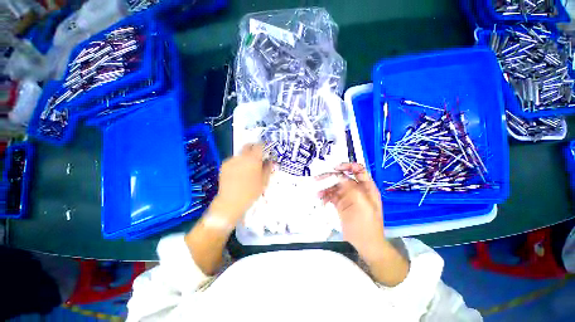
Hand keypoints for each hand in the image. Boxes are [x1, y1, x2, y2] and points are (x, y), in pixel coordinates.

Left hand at [209, 144, 271, 225]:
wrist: (230, 201)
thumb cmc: (251, 192)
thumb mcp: (264, 181)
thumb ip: (268, 168)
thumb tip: (269, 161)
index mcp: (253, 159)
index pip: (259, 146)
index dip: (263, 146)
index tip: (265, 150)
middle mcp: (242, 157)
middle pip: (248, 146)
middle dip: (253, 148)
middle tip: (257, 156)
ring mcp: (231, 160)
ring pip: (240, 154)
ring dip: (245, 157)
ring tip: (247, 169)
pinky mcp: (224, 165)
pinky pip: (234, 161)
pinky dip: (238, 163)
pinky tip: (238, 174)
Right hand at [318, 163, 385, 260]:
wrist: (364, 245)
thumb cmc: (367, 225)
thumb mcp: (362, 204)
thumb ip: (352, 188)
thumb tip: (340, 176)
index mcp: (367, 188)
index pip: (358, 171)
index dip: (348, 166)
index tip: (335, 168)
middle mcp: (357, 190)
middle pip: (343, 178)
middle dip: (331, 177)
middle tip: (319, 178)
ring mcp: (348, 197)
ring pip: (335, 187)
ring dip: (326, 188)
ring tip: (318, 192)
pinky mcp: (341, 205)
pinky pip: (332, 196)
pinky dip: (326, 196)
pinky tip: (321, 200)